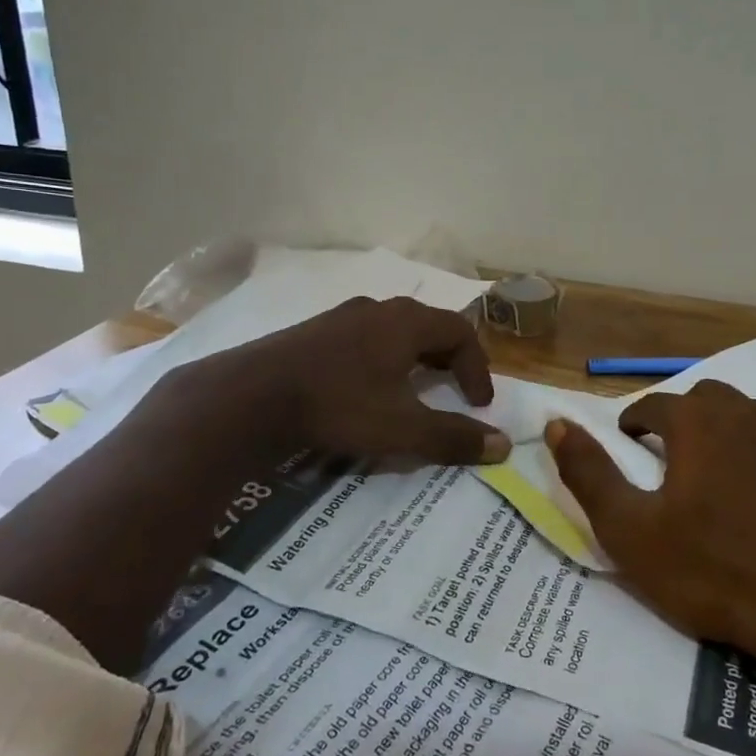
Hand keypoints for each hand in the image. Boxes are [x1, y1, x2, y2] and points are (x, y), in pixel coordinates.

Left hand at [143, 296, 511, 467]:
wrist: (252, 396)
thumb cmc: (339, 405)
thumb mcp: (403, 428)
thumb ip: (454, 437)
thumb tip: (502, 445)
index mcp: (406, 322)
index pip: (461, 332)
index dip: (478, 368)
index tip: (478, 405)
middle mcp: (378, 309)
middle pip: (429, 326)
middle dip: (450, 359)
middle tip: (455, 391)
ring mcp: (341, 317)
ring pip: (394, 332)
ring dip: (414, 359)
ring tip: (415, 391)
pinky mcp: (313, 332)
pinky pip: (363, 339)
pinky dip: (381, 360)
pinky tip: (366, 389)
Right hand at [544, 380, 755, 657]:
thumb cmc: (714, 572)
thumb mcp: (630, 531)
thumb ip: (588, 472)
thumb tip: (556, 424)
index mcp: (698, 421)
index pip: (653, 405)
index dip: (636, 425)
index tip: (633, 450)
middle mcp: (751, 411)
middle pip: (707, 401)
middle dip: (686, 422)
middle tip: (679, 466)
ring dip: (735, 436)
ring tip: (730, 480)